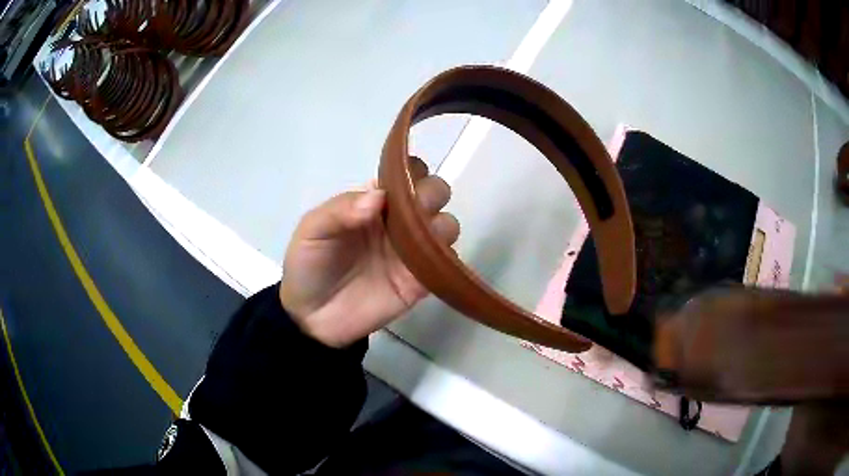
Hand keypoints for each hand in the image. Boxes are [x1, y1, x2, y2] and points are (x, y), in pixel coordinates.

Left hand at [279, 157, 459, 347]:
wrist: (312, 318)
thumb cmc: (309, 266)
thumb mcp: (312, 230)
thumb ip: (341, 209)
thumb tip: (379, 196)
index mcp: (373, 203)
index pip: (404, 174)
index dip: (411, 170)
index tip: (408, 178)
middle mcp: (398, 221)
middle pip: (433, 194)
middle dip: (432, 194)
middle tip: (415, 211)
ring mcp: (412, 251)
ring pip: (446, 225)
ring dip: (442, 225)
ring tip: (421, 240)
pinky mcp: (421, 281)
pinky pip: (446, 263)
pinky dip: (446, 257)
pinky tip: (430, 262)